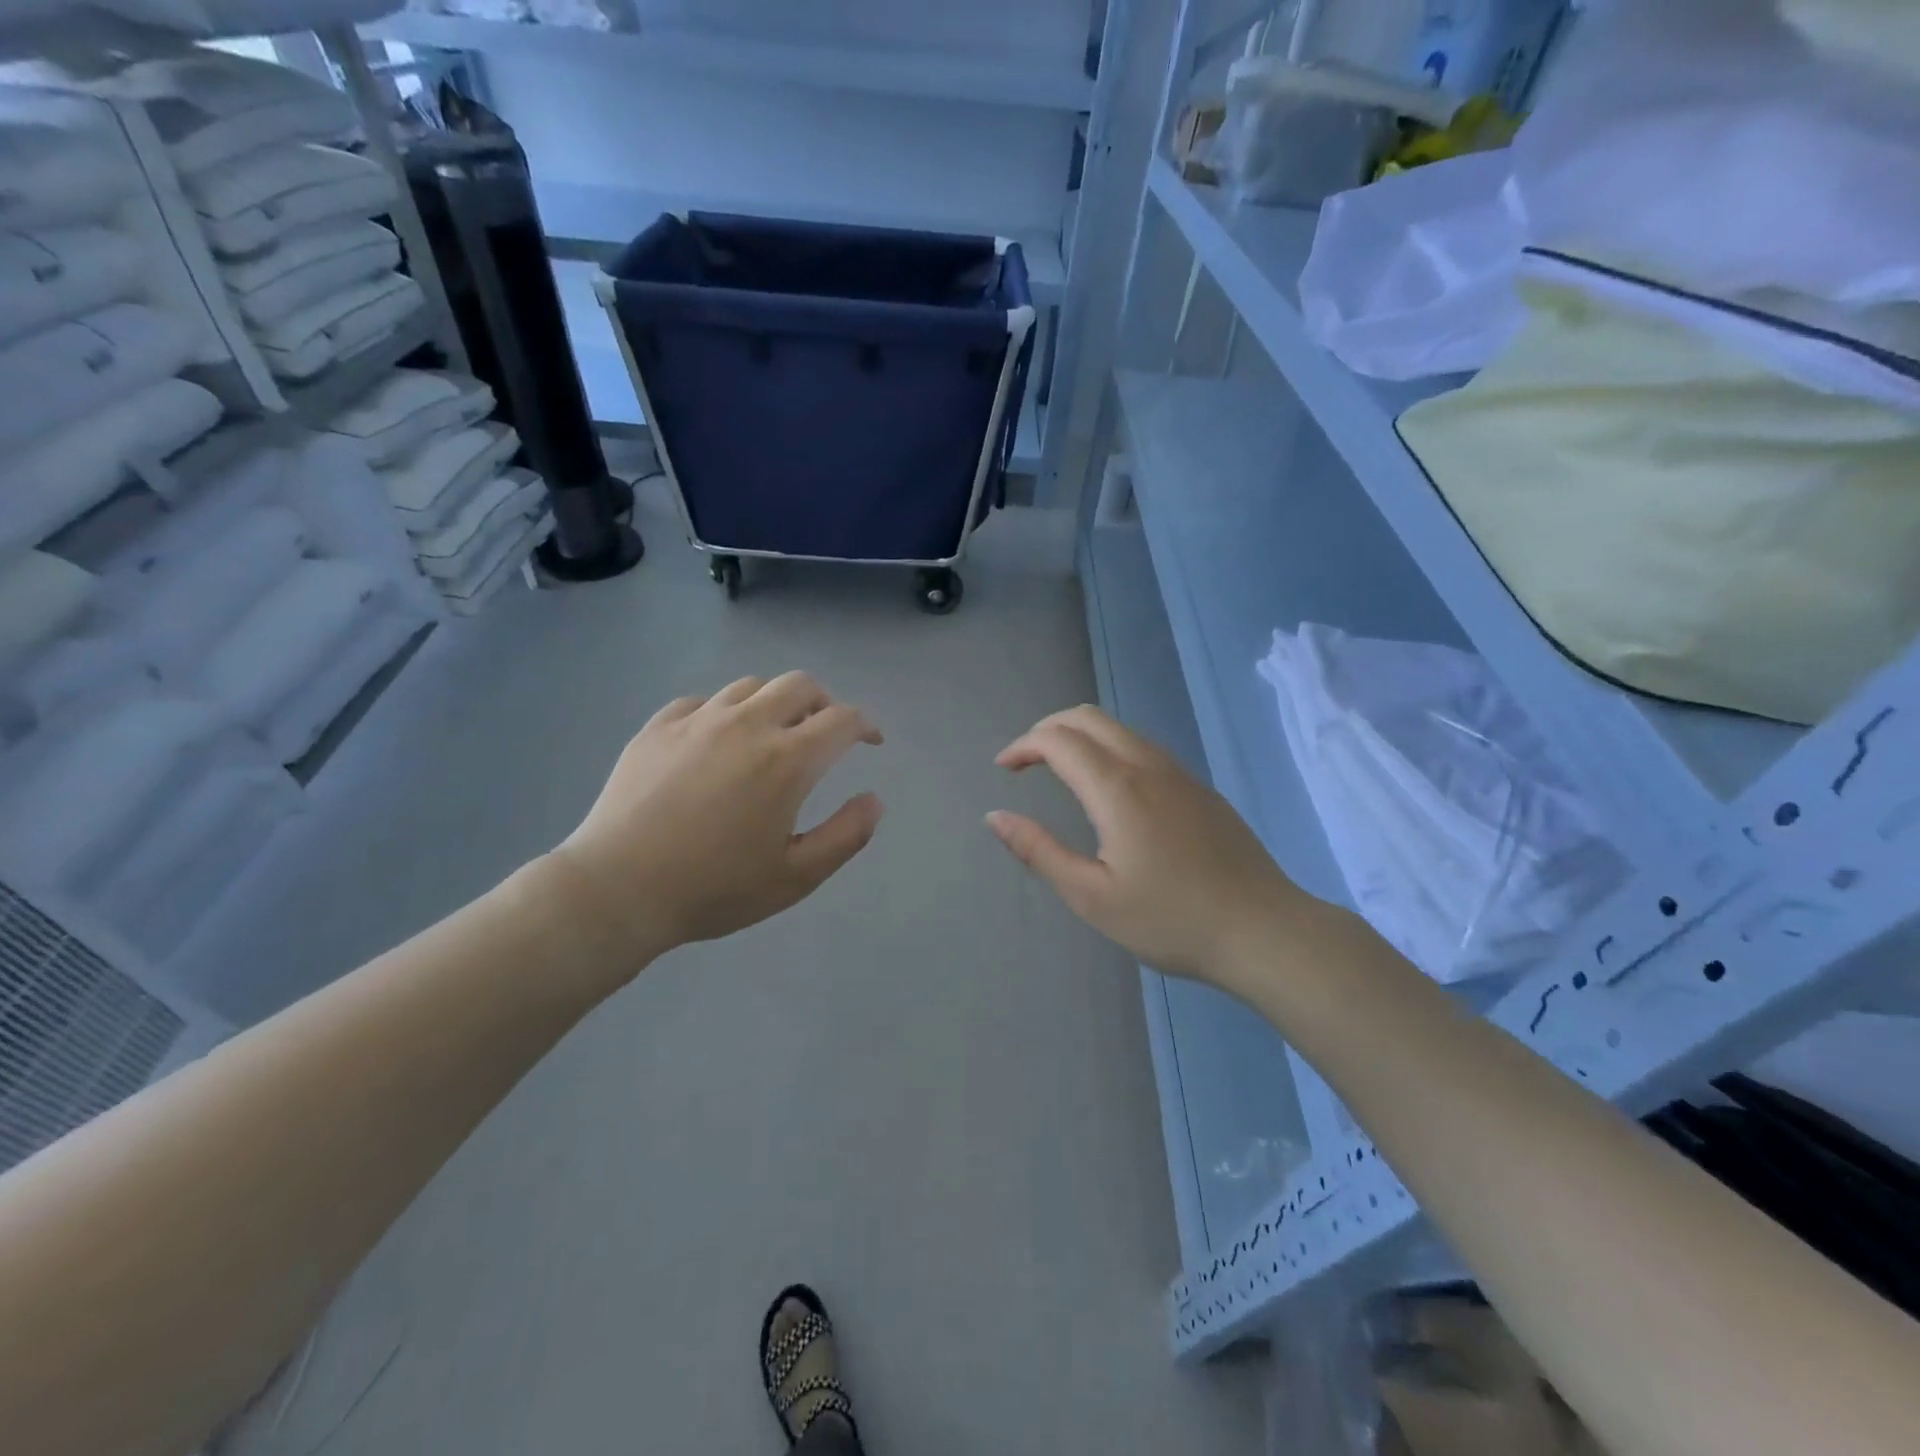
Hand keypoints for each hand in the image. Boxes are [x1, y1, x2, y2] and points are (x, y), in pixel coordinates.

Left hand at [546, 673, 883, 977]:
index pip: (842, 719)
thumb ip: (846, 835)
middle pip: (799, 685)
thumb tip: (875, 800)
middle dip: (824, 702)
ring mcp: (697, 721)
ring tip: (772, 733)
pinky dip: (724, 712)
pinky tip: (717, 740)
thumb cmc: (714, 888)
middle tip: (825, 731)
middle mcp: (747, 725)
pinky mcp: (657, 727)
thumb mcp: (796, 877)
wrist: (617, 890)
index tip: (870, 741)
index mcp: (787, 760)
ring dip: (774, 702)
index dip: (865, 725)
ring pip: (750, 686)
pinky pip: (702, 702)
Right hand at [986, 706, 1304, 992]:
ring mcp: (1180, 774)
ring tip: (1060, 770)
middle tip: (1025, 761)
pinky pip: (1145, 747)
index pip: (1058, 739)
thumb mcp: (1092, 897)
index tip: (1003, 769)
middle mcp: (1148, 766)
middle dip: (1048, 728)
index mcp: (1117, 789)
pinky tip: (1110, 790)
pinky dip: (1110, 748)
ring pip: (1120, 729)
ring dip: (1081, 735)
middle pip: (1089, 717)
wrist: (1264, 931)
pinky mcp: (1201, 789)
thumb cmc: (1171, 920)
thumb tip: (995, 817)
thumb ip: (1039, 851)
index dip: (1023, 745)